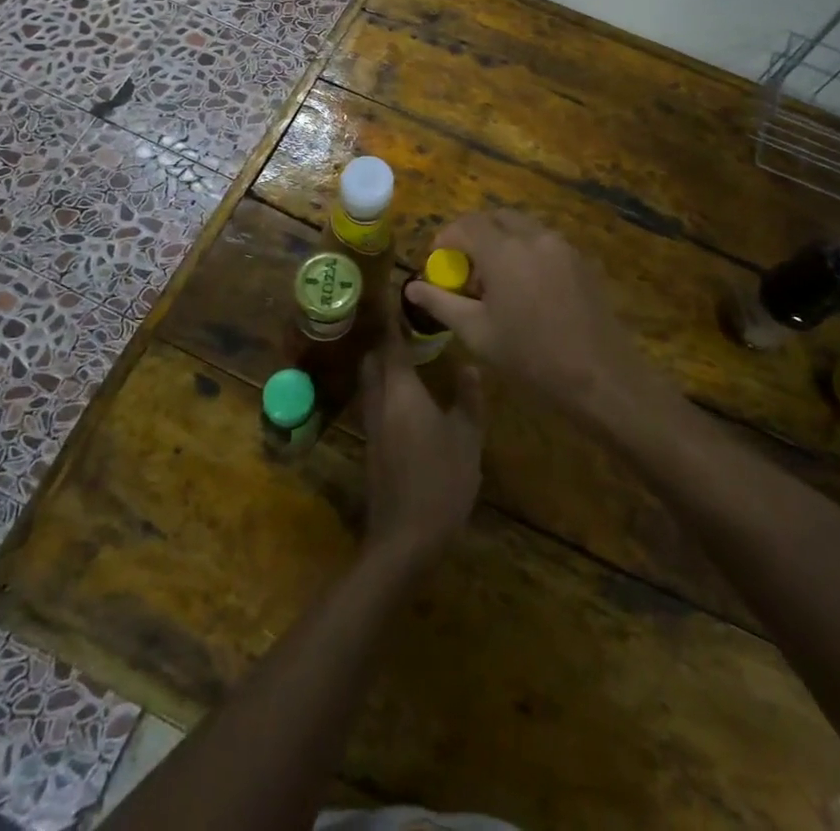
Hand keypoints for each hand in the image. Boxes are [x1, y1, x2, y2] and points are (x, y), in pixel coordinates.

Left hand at [360, 333, 483, 570]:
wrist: (405, 538)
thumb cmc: (441, 480)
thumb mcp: (467, 437)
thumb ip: (468, 397)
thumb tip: (469, 365)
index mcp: (401, 391)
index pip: (391, 345)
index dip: (393, 322)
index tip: (398, 300)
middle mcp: (380, 402)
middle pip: (372, 361)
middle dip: (384, 343)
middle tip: (407, 330)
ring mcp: (372, 426)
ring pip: (370, 383)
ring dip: (382, 367)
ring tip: (407, 358)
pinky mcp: (372, 447)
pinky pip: (374, 404)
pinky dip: (385, 390)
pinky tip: (407, 398)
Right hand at [403, 212, 643, 421]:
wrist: (601, 378)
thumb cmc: (530, 358)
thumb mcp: (476, 333)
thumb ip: (441, 303)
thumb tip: (411, 287)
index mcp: (504, 250)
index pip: (466, 224)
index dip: (446, 238)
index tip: (438, 261)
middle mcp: (534, 237)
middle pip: (496, 218)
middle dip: (475, 234)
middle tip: (466, 267)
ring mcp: (563, 246)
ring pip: (524, 227)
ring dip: (503, 241)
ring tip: (496, 280)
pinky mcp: (583, 261)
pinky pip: (546, 243)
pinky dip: (528, 251)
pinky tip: (528, 289)